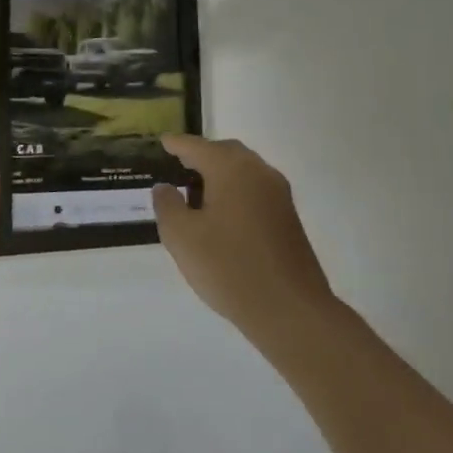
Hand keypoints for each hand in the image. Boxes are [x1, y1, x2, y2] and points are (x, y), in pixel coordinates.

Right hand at [152, 136, 332, 332]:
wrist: (290, 310)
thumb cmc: (228, 267)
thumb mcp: (181, 236)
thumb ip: (167, 205)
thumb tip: (165, 187)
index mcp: (232, 169)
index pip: (197, 147)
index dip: (177, 145)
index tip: (162, 142)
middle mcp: (259, 173)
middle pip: (225, 153)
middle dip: (201, 156)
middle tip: (178, 165)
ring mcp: (279, 196)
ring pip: (244, 171)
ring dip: (220, 174)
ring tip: (195, 192)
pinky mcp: (288, 219)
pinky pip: (255, 190)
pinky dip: (235, 191)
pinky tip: (221, 215)